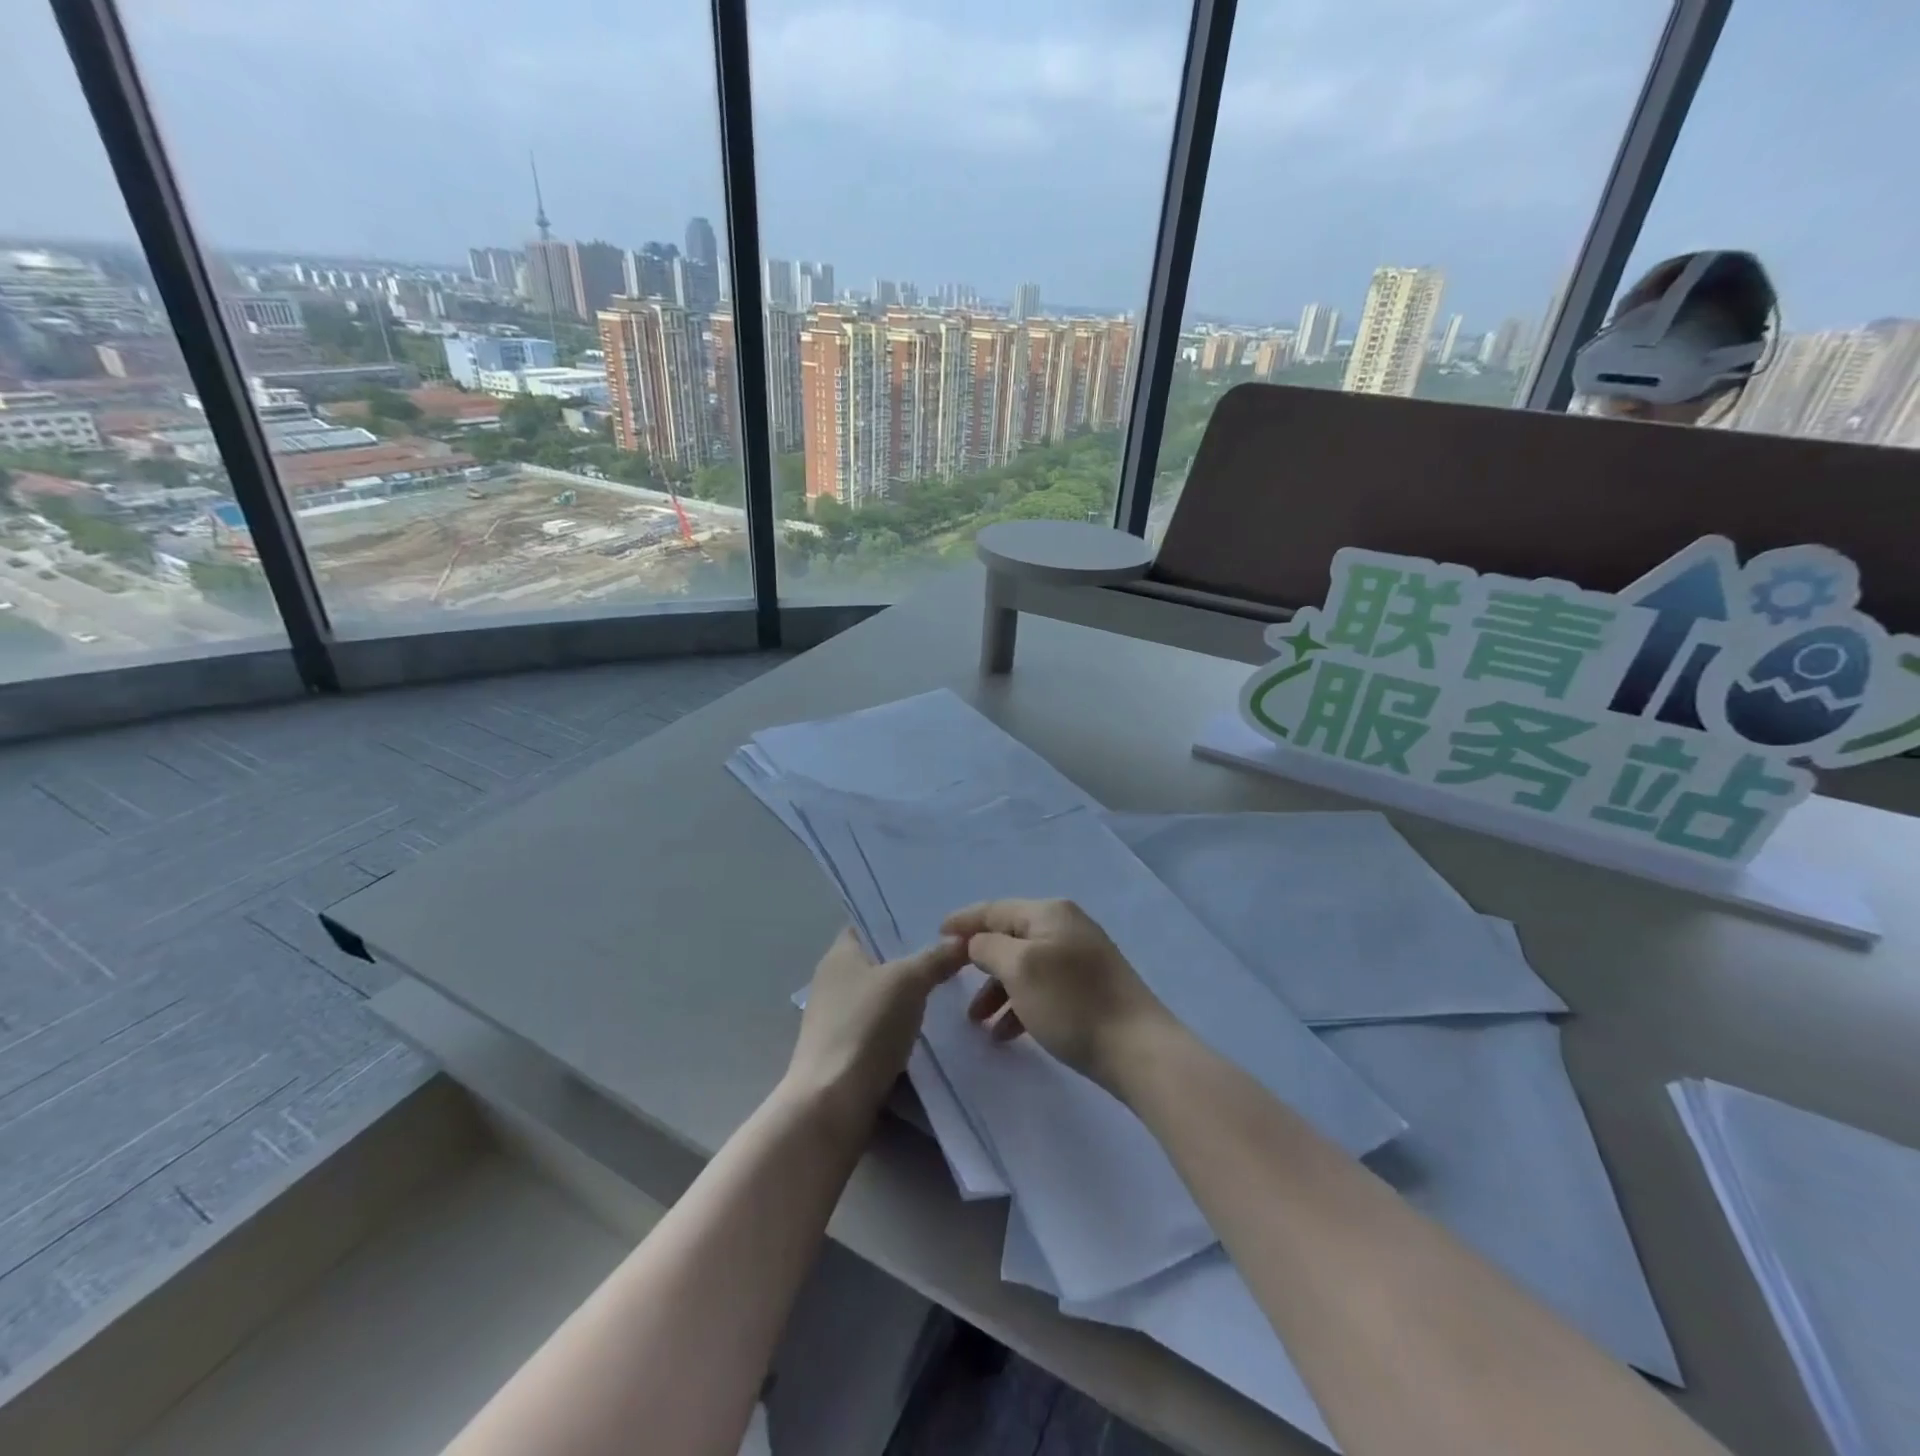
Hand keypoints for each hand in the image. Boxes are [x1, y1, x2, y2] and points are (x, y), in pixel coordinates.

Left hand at [784, 928, 967, 1133]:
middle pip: (880, 960)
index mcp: (839, 954)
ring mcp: (838, 1019)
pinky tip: (935, 1028)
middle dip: (914, 957)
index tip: (936, 919)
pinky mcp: (848, 1052)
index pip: (869, 923)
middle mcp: (834, 981)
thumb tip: (962, 939)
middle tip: (955, 952)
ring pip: (884, 996)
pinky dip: (905, 1026)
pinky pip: (883, 1027)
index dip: (899, 919)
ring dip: (912, 995)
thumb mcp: (908, 981)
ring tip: (954, 987)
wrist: (833, 1103)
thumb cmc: (865, 1027)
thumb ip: (936, 957)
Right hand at [939, 899, 1172, 1092]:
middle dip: (980, 963)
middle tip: (954, 987)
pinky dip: (1021, 1004)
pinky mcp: (1090, 987)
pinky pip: (1043, 987)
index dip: (964, 921)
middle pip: (1010, 937)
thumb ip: (989, 947)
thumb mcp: (1020, 969)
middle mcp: (1066, 926)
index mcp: (1049, 913)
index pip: (995, 909)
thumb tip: (978, 941)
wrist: (1137, 1048)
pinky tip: (1008, 1033)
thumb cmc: (1071, 1002)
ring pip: (1025, 966)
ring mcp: (1081, 956)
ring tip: (978, 1024)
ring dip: (998, 990)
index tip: (937, 934)